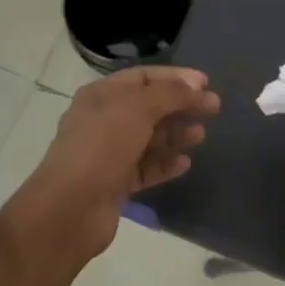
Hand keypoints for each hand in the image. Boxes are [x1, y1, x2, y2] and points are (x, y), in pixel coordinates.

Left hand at [7, 66, 219, 265]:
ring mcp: (109, 153)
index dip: (175, 77)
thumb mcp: (138, 108)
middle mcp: (104, 120)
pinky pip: (146, 167)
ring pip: (149, 138)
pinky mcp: (115, 183)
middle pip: (150, 107)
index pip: (144, 77)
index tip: (206, 84)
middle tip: (214, 110)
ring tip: (200, 137)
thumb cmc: (102, 146)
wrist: (70, 208)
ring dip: (176, 135)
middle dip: (181, 106)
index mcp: (102, 95)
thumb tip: (195, 86)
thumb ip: (170, 93)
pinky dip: (166, 163)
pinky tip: (185, 163)